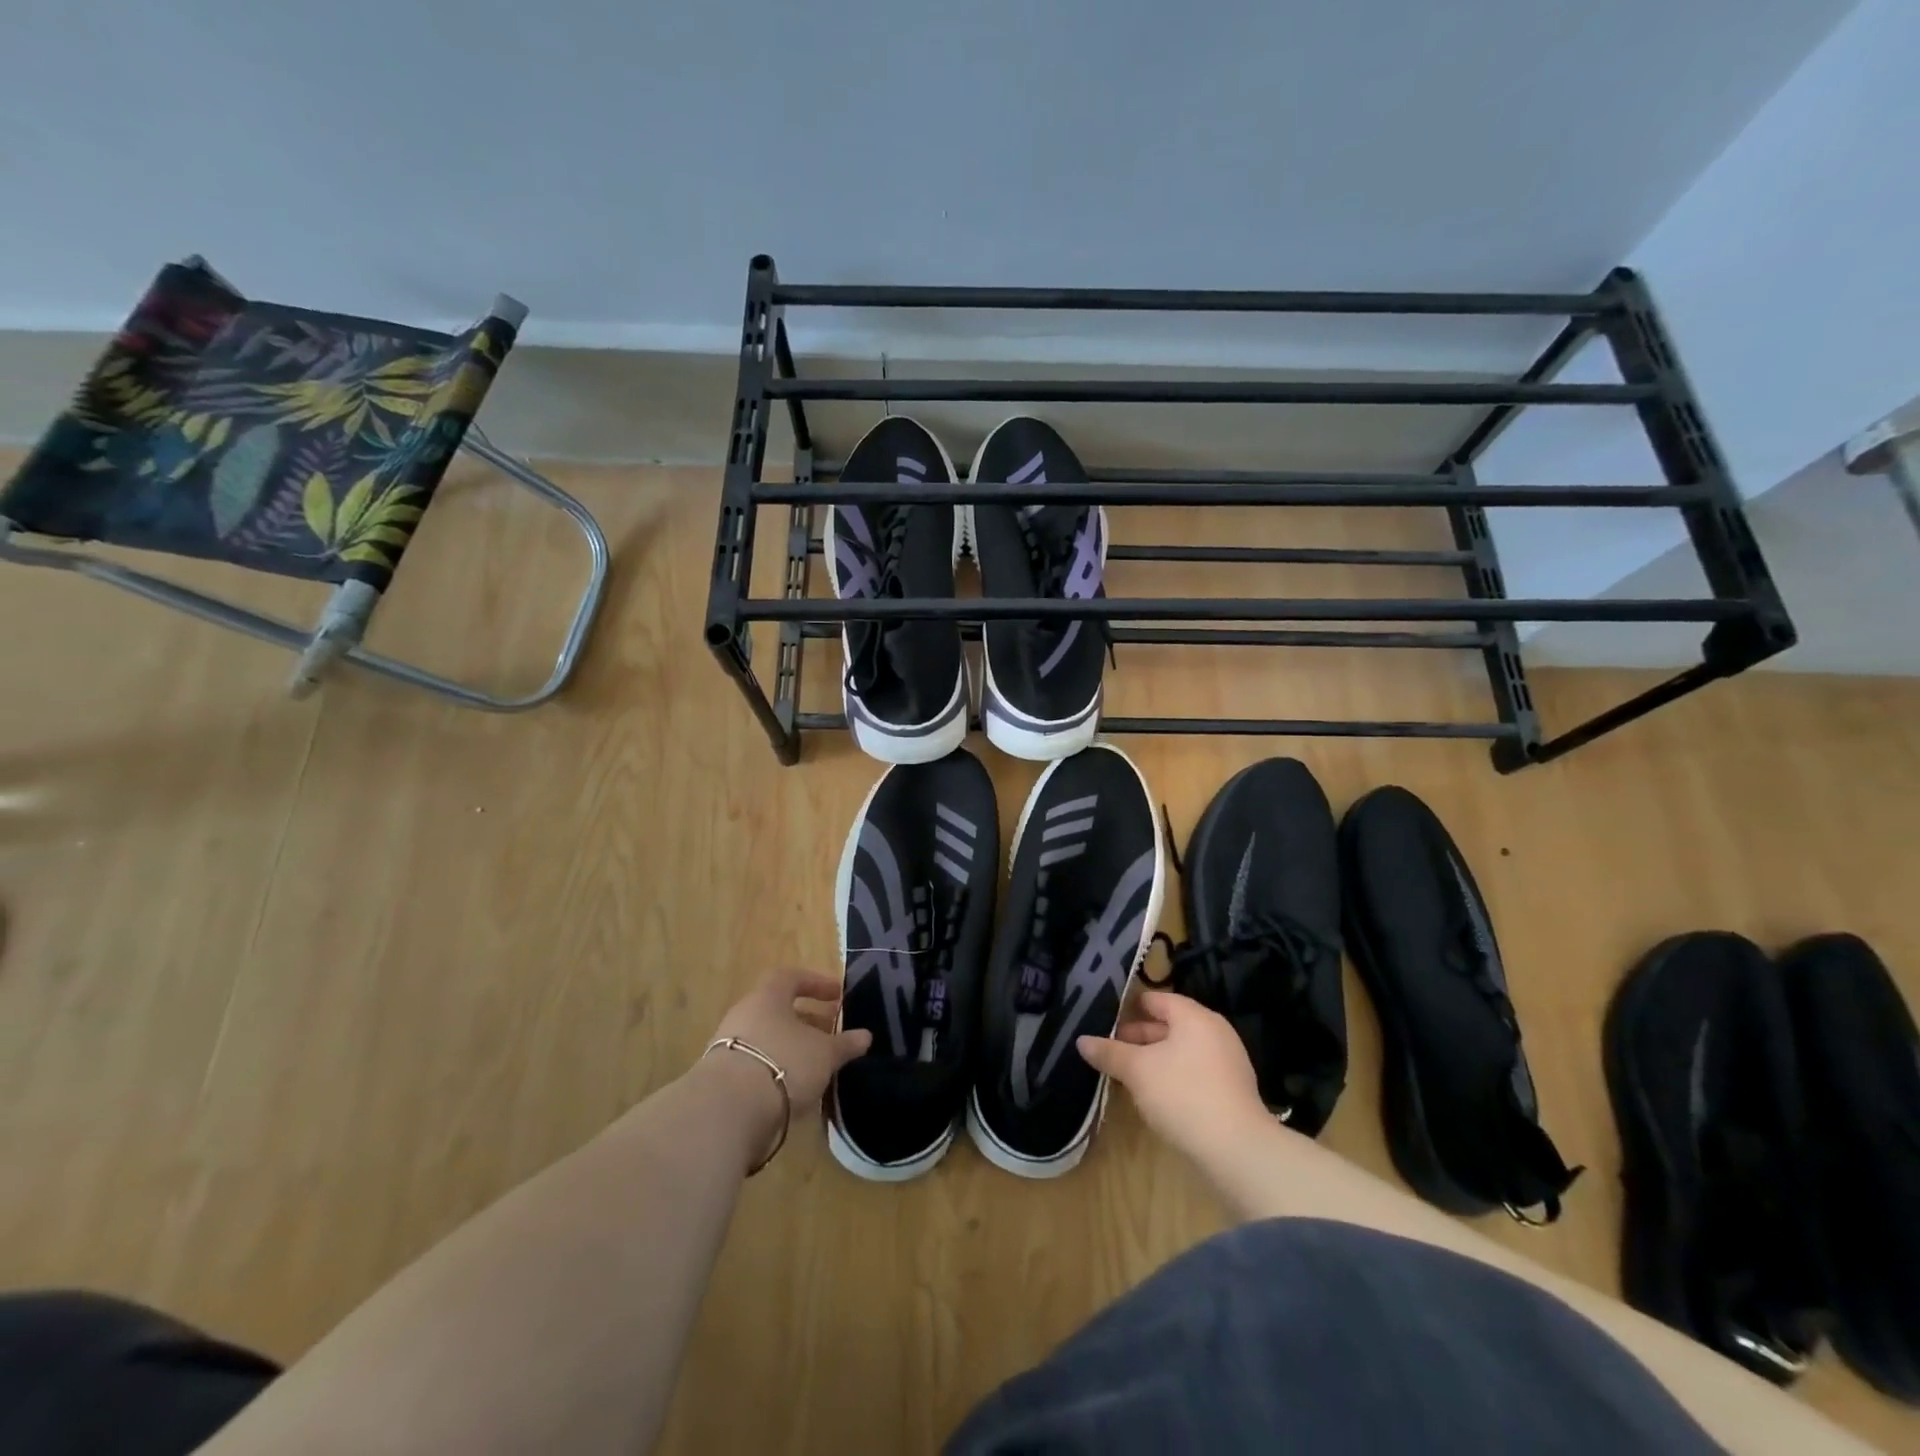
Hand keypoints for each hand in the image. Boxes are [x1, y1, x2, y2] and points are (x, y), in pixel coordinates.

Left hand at [704, 969, 871, 1117]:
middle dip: (807, 1019)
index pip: (791, 978)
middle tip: (830, 1032)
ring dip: (791, 1046)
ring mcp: (728, 1045)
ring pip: (767, 1037)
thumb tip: (865, 1036)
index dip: (816, 983)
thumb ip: (845, 1044)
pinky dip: (776, 1068)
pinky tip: (793, 1087)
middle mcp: (744, 1014)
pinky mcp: (721, 1077)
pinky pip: (755, 1063)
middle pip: (778, 1009)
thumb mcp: (824, 1053)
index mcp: (767, 997)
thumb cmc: (784, 1063)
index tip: (837, 995)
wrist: (728, 1110)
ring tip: (815, 1063)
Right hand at [1078, 990, 1269, 1157]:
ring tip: (1128, 1073)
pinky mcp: (1232, 1091)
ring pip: (1182, 1050)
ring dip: (1155, 1059)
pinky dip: (1174, 1076)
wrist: (1237, 1150)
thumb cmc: (1182, 1094)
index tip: (1106, 1019)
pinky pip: (1195, 1072)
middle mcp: (1214, 1032)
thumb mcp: (1137, 1071)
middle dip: (1140, 1036)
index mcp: (1194, 1017)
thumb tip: (1082, 1041)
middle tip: (1112, 1049)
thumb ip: (1110, 1053)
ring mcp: (1227, 1062)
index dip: (1130, 1007)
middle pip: (1170, 1025)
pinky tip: (1155, 1095)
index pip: (1157, 999)